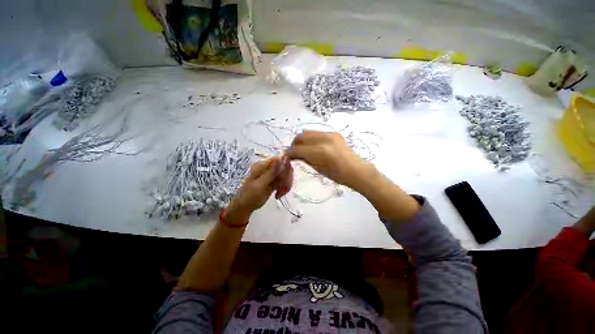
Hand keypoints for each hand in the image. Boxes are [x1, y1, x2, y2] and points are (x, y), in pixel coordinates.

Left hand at [225, 157, 292, 222]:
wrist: (245, 207)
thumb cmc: (250, 195)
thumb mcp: (261, 184)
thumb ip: (272, 171)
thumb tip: (281, 158)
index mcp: (262, 165)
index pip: (279, 159)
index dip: (286, 166)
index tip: (287, 177)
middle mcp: (268, 168)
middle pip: (284, 167)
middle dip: (286, 178)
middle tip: (283, 188)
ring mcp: (271, 175)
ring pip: (285, 175)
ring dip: (286, 184)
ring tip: (280, 194)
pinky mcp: (274, 182)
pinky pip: (283, 182)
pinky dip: (283, 188)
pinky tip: (278, 195)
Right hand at [286, 130, 370, 189]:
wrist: (355, 169)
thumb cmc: (337, 175)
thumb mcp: (318, 168)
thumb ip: (304, 159)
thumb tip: (293, 154)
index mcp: (319, 152)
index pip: (297, 149)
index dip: (289, 153)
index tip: (286, 157)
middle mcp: (323, 139)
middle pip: (300, 137)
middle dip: (294, 145)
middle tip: (294, 152)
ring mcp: (329, 134)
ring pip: (307, 132)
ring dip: (301, 140)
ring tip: (302, 148)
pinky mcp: (333, 133)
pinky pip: (316, 133)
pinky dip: (310, 138)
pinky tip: (312, 146)